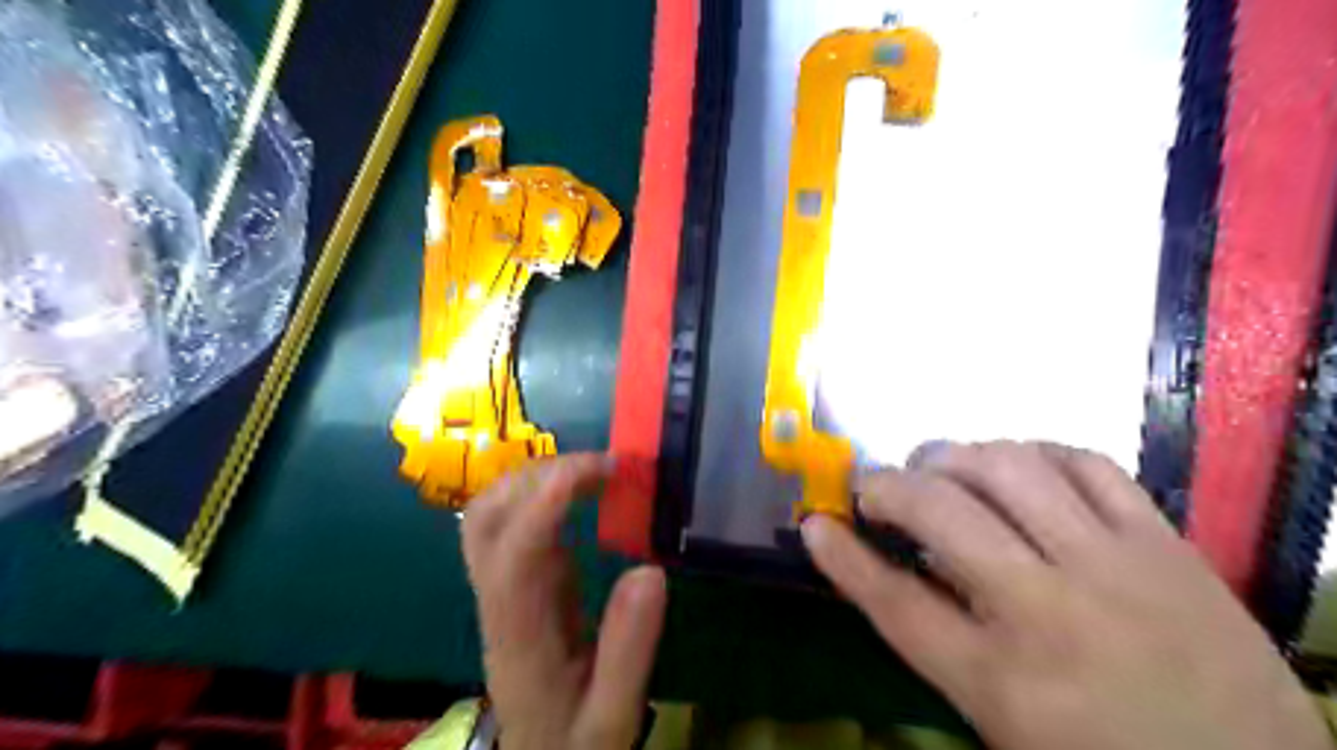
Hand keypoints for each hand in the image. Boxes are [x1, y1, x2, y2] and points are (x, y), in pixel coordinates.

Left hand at [465, 455, 664, 745]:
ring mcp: (500, 586)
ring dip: (535, 478)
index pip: (517, 550)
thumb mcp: (613, 713)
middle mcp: (499, 599)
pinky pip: (509, 522)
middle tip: (605, 466)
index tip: (602, 468)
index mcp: (521, 633)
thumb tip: (651, 570)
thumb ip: (629, 649)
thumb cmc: (575, 740)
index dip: (550, 499)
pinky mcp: (513, 582)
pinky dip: (539, 492)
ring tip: (593, 472)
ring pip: (488, 513)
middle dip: (541, 475)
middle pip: (486, 517)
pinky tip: (579, 492)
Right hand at [804, 442, 1335, 749]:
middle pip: (941, 515)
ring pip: (1010, 470)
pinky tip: (1016, 465)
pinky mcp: (1165, 543)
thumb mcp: (1000, 723)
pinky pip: (1087, 463)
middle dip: (887, 488)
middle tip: (873, 489)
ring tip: (937, 468)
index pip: (896, 603)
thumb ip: (939, 641)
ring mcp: (1114, 568)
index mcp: (1003, 682)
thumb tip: (885, 564)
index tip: (813, 523)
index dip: (843, 558)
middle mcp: (1049, 613)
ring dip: (954, 457)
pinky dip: (1035, 451)